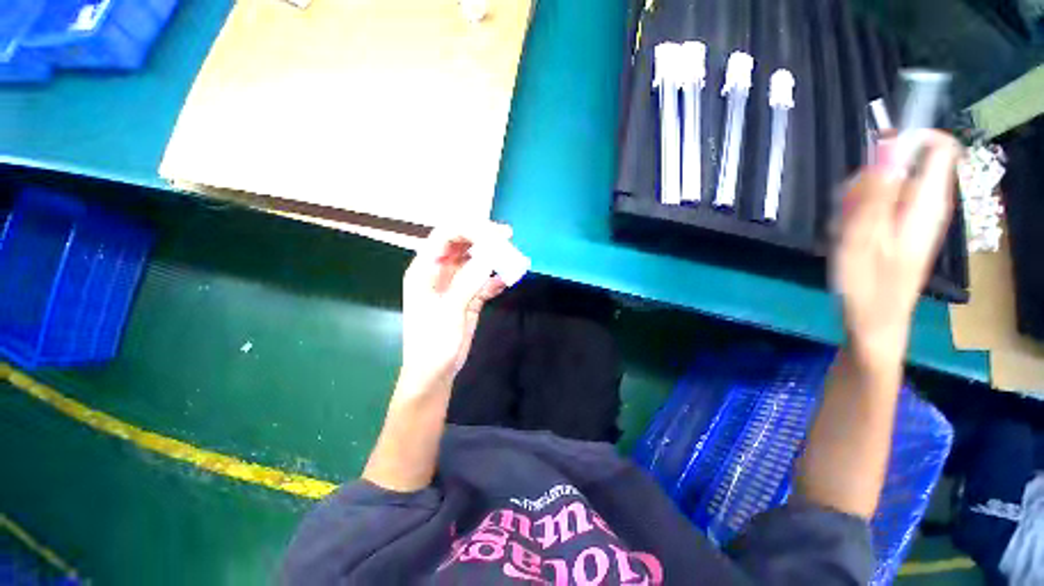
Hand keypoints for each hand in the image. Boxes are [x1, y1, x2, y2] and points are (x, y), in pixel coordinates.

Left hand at [400, 223, 510, 387]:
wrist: (435, 373)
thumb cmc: (432, 343)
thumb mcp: (449, 311)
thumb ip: (468, 281)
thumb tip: (490, 255)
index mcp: (425, 269)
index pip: (446, 236)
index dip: (471, 228)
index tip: (498, 233)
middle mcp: (439, 272)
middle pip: (461, 244)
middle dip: (484, 238)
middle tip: (508, 240)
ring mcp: (455, 284)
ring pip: (474, 261)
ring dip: (492, 257)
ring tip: (512, 258)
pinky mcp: (468, 297)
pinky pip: (483, 280)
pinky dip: (495, 278)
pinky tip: (508, 279)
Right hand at [831, 130, 960, 363]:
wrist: (873, 322)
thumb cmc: (868, 285)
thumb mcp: (864, 237)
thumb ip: (877, 191)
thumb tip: (888, 146)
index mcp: (927, 203)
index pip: (939, 147)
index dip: (911, 137)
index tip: (876, 150)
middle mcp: (927, 204)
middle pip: (905, 164)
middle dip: (871, 177)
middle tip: (849, 207)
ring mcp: (913, 217)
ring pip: (887, 185)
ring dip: (858, 199)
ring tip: (845, 229)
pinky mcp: (900, 229)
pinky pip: (880, 205)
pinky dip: (859, 214)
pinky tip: (848, 236)